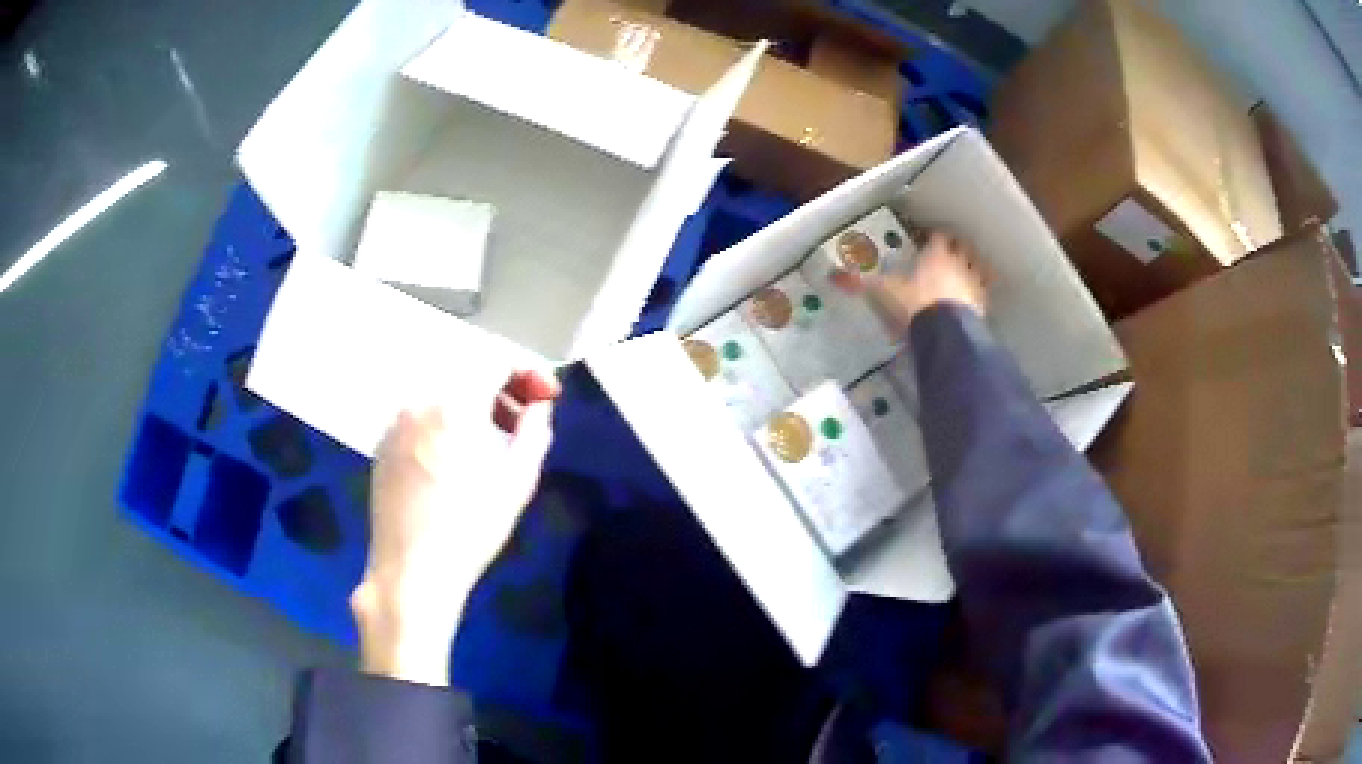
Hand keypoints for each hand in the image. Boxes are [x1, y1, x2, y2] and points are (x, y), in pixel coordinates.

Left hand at [351, 369, 559, 685]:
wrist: (412, 570)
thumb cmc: (472, 527)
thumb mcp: (518, 480)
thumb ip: (534, 430)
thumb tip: (538, 404)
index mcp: (455, 404)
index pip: (496, 364)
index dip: (527, 375)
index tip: (546, 396)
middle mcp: (420, 401)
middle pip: (467, 377)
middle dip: (499, 392)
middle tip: (518, 425)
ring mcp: (396, 423)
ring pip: (441, 397)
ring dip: (469, 409)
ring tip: (486, 446)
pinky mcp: (382, 445)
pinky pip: (420, 419)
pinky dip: (442, 425)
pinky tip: (451, 461)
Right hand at [835, 230, 986, 334]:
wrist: (946, 332)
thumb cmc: (915, 302)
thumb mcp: (883, 291)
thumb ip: (862, 282)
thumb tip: (833, 275)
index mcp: (936, 254)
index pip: (939, 236)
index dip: (935, 235)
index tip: (930, 236)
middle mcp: (959, 264)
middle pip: (963, 249)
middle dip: (958, 248)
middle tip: (951, 252)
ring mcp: (974, 286)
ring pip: (979, 270)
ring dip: (974, 270)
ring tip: (967, 275)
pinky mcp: (983, 309)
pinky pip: (983, 297)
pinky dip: (979, 298)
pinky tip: (972, 304)